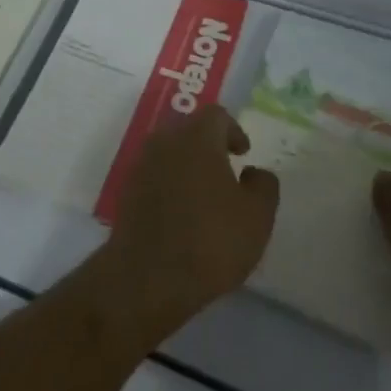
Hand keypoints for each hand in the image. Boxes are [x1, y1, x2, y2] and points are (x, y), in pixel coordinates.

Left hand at [103, 105, 279, 334]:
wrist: (149, 275)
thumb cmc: (211, 240)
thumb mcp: (257, 217)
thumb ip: (264, 185)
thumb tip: (255, 171)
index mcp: (196, 138)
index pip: (216, 115)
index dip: (233, 130)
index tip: (243, 153)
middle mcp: (164, 141)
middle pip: (189, 131)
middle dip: (209, 147)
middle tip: (227, 173)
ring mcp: (141, 164)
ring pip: (170, 152)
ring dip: (188, 166)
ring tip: (206, 197)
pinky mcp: (127, 190)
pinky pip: (155, 175)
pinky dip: (170, 184)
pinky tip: (182, 214)